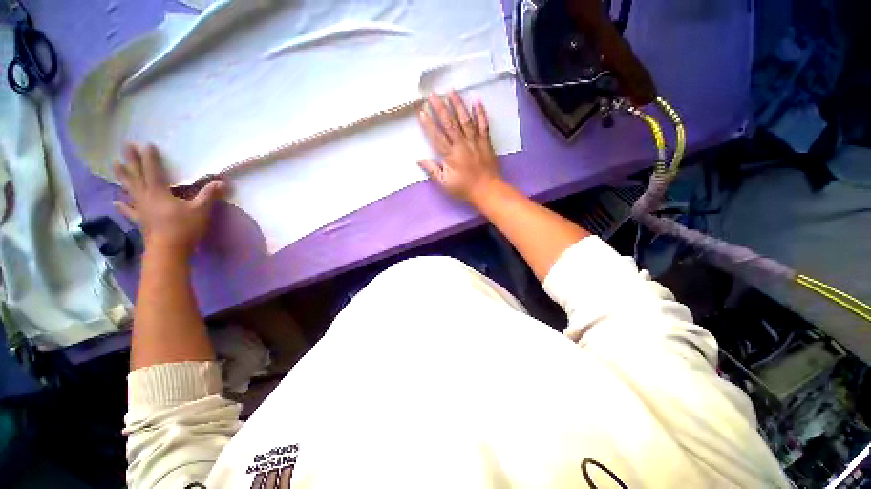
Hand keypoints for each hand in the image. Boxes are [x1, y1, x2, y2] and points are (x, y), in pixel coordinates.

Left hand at [112, 143, 225, 254]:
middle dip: (132, 161)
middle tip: (125, 146)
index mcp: (159, 193)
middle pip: (137, 176)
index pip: (153, 171)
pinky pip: (130, 210)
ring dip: (123, 176)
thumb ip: (209, 194)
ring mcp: (141, 209)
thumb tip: (222, 182)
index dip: (150, 158)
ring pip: (130, 189)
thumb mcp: (201, 210)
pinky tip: (116, 201)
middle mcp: (146, 197)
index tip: (146, 144)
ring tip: (115, 165)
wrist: (168, 251)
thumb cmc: (184, 228)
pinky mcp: (141, 221)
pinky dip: (123, 205)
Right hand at [418, 91, 501, 203]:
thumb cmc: (464, 188)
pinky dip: (481, 113)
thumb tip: (419, 160)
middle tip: (432, 94)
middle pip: (449, 123)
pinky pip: (484, 125)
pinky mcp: (486, 142)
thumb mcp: (445, 184)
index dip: (429, 124)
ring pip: (465, 120)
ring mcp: (475, 141)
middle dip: (440, 108)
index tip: (422, 111)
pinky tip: (477, 101)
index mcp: (450, 155)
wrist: (487, 190)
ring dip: (458, 105)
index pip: (437, 136)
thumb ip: (432, 170)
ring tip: (451, 91)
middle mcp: (462, 144)